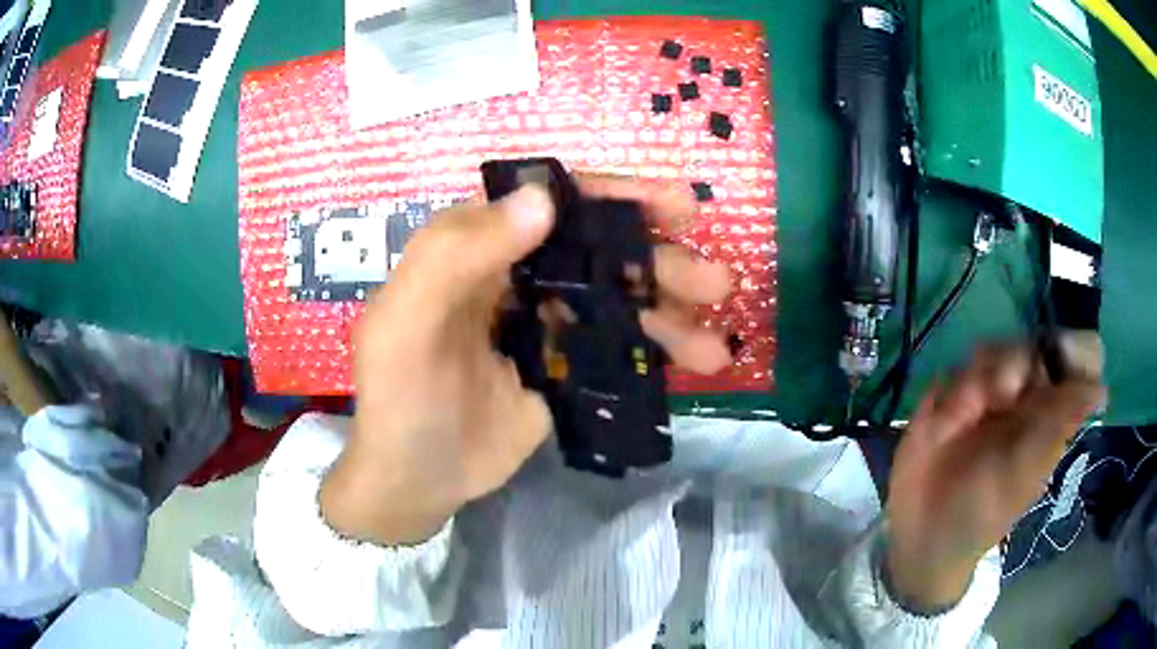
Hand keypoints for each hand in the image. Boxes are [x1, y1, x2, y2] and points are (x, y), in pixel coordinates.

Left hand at [320, 178, 732, 545]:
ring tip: (716, 345)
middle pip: (599, 252)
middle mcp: (516, 275)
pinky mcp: (562, 367)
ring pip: (619, 301)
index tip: (675, 207)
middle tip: (716, 279)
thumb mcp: (407, 323)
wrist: (411, 481)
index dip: (616, 198)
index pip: (554, 204)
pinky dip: (659, 350)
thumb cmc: (399, 399)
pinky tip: (697, 364)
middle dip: (661, 262)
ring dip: (672, 313)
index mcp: (477, 249)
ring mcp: (543, 323)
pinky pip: (619, 345)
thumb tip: (543, 201)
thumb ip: (457, 254)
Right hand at [885, 333, 1105, 611]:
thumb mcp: (1024, 471)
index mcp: (1052, 412)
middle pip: (1031, 343)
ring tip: (962, 418)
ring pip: (992, 349)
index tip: (1051, 361)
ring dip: (976, 379)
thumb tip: (1101, 391)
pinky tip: (942, 424)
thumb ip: (1057, 423)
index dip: (1070, 348)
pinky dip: (949, 393)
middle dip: (1012, 364)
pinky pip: (953, 371)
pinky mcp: (951, 399)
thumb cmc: (983, 513)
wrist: (924, 536)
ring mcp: (987, 396)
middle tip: (998, 397)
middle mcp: (1026, 397)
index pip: (1076, 358)